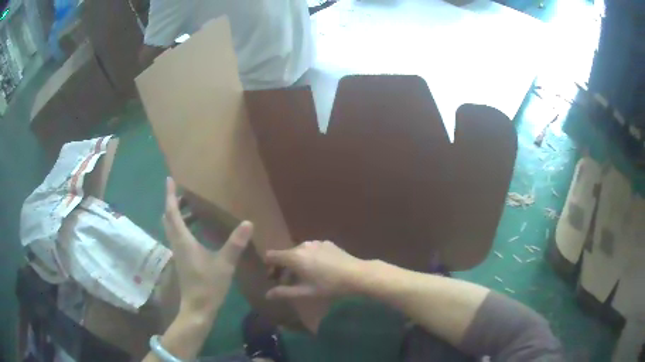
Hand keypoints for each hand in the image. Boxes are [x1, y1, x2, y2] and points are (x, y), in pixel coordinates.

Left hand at [163, 177, 252, 314]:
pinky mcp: (181, 259)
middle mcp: (177, 243)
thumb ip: (235, 243)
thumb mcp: (224, 264)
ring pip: (171, 228)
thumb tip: (248, 223)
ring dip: (176, 215)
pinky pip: (176, 236)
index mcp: (183, 240)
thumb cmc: (208, 285)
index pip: (172, 213)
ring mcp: (177, 252)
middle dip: (172, 203)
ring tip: (189, 208)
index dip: (170, 195)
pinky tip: (194, 231)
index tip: (169, 180)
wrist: (197, 308)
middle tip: (182, 193)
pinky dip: (180, 226)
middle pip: (168, 218)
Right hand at [264, 241, 364, 299]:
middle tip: (286, 283)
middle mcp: (302, 245)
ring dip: (296, 263)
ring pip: (299, 252)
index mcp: (294, 257)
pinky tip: (318, 270)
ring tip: (303, 278)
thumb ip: (284, 292)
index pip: (272, 255)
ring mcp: (315, 243)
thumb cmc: (328, 285)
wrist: (356, 274)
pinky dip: (308, 258)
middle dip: (283, 268)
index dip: (269, 266)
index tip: (273, 278)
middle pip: (285, 254)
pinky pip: (311, 250)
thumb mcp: (305, 292)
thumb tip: (267, 295)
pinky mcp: (326, 243)